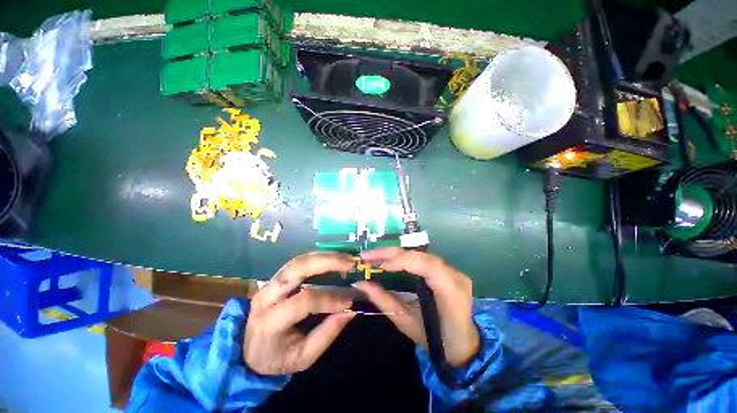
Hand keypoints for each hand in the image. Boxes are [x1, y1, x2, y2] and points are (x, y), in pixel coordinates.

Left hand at [244, 252, 355, 374]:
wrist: (248, 350)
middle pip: (296, 268)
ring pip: (297, 261)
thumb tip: (351, 310)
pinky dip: (317, 258)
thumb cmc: (278, 358)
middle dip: (326, 262)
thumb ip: (327, 333)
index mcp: (270, 322)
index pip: (303, 301)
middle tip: (350, 263)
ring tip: (346, 258)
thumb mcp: (304, 357)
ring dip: (324, 256)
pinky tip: (333, 258)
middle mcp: (266, 296)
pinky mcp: (275, 278)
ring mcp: (268, 283)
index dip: (329, 297)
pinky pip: (298, 263)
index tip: (350, 299)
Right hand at [354, 248, 479, 366]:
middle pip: (422, 256)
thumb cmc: (436, 340)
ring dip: (397, 254)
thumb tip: (361, 284)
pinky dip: (404, 258)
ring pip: (421, 255)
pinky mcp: (448, 270)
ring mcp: (453, 271)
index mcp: (451, 293)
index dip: (403, 261)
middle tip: (368, 256)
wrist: (463, 344)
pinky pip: (423, 259)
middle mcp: (455, 276)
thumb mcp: (406, 322)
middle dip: (393, 253)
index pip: (428, 266)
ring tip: (375, 257)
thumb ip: (384, 300)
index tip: (380, 266)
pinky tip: (391, 260)